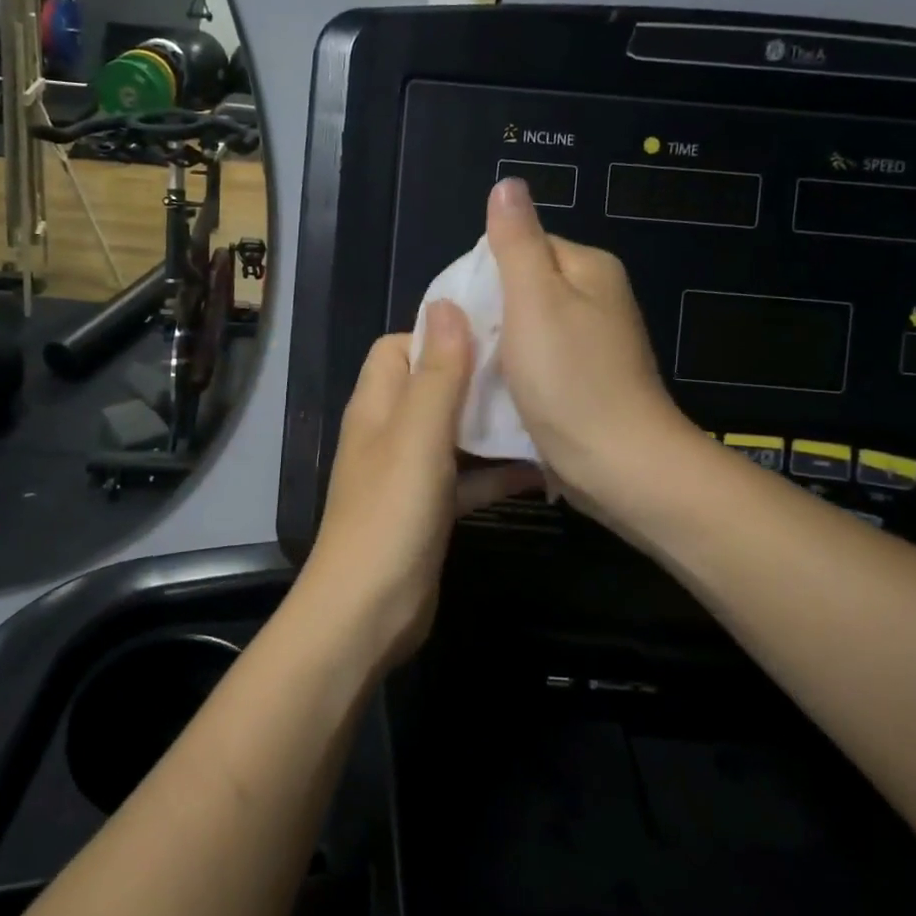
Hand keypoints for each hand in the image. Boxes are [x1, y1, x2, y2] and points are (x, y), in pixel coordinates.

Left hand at [302, 304, 540, 666]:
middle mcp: (390, 432)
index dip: (440, 334)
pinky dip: (496, 471)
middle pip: (433, 386)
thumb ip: (436, 373)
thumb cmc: (391, 515)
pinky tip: (541, 469)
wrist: (370, 611)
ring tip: (545, 411)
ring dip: (491, 424)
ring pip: (454, 432)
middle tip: (532, 369)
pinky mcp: (430, 509)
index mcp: (377, 405)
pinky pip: (467, 477)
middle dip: (477, 376)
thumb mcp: (418, 436)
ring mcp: (409, 473)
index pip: (400, 347)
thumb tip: (445, 303)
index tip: (493, 331)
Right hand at [485, 176, 694, 514]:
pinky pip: (537, 364)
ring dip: (497, 347)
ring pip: (526, 331)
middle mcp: (596, 300)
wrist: (616, 463)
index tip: (456, 308)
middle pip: (523, 289)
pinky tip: (495, 392)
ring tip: (469, 368)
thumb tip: (507, 183)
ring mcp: (592, 344)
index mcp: (588, 269)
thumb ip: (517, 242)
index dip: (483, 272)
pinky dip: (514, 374)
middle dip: (487, 313)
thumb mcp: (535, 300)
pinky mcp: (583, 383)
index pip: (521, 246)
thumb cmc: (570, 378)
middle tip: (459, 342)